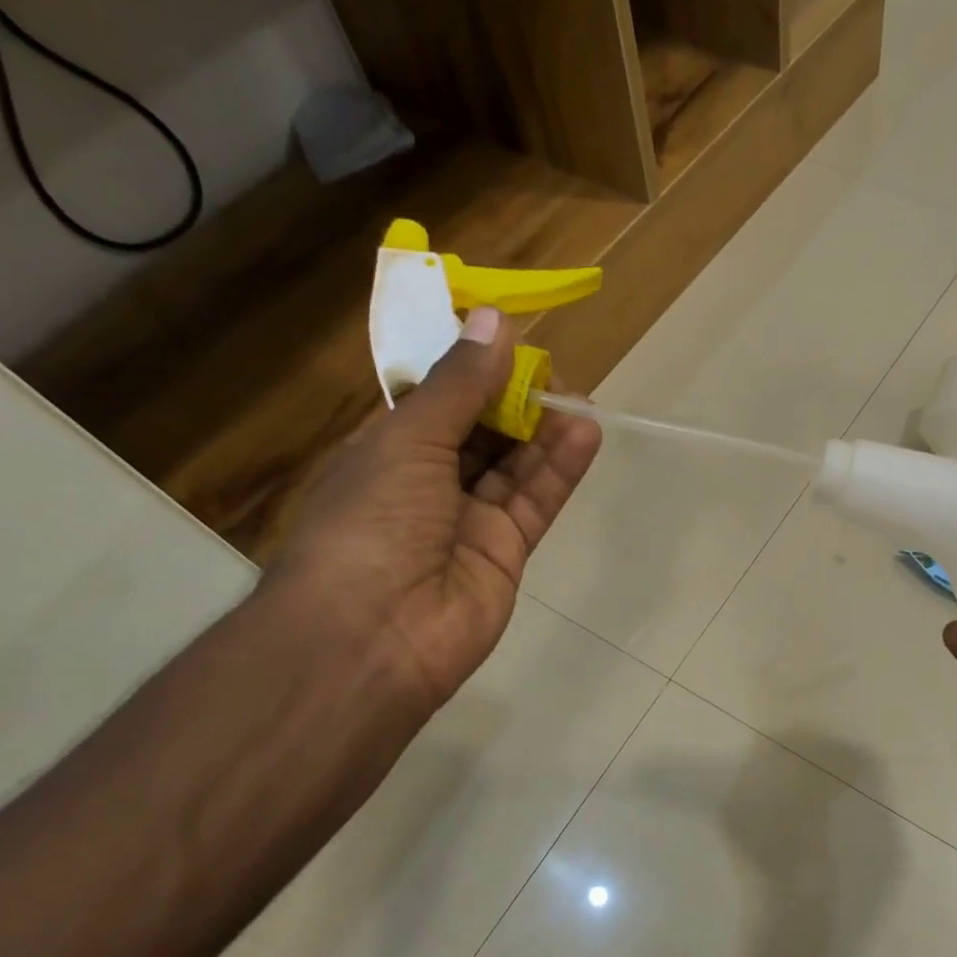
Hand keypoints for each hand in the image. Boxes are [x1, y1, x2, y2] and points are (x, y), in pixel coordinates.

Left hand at [267, 307, 601, 713]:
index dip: (470, 368)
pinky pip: (535, 502)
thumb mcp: (407, 439)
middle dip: (514, 399)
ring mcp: (468, 521)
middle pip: (481, 430)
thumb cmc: (370, 522)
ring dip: (544, 432)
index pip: (435, 398)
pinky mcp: (506, 553)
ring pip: (514, 466)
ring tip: (579, 398)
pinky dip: (560, 469)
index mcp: (386, 449)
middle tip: (554, 373)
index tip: (509, 338)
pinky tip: (586, 434)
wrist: (374, 636)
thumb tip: (494, 319)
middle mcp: (427, 482)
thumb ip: (459, 384)